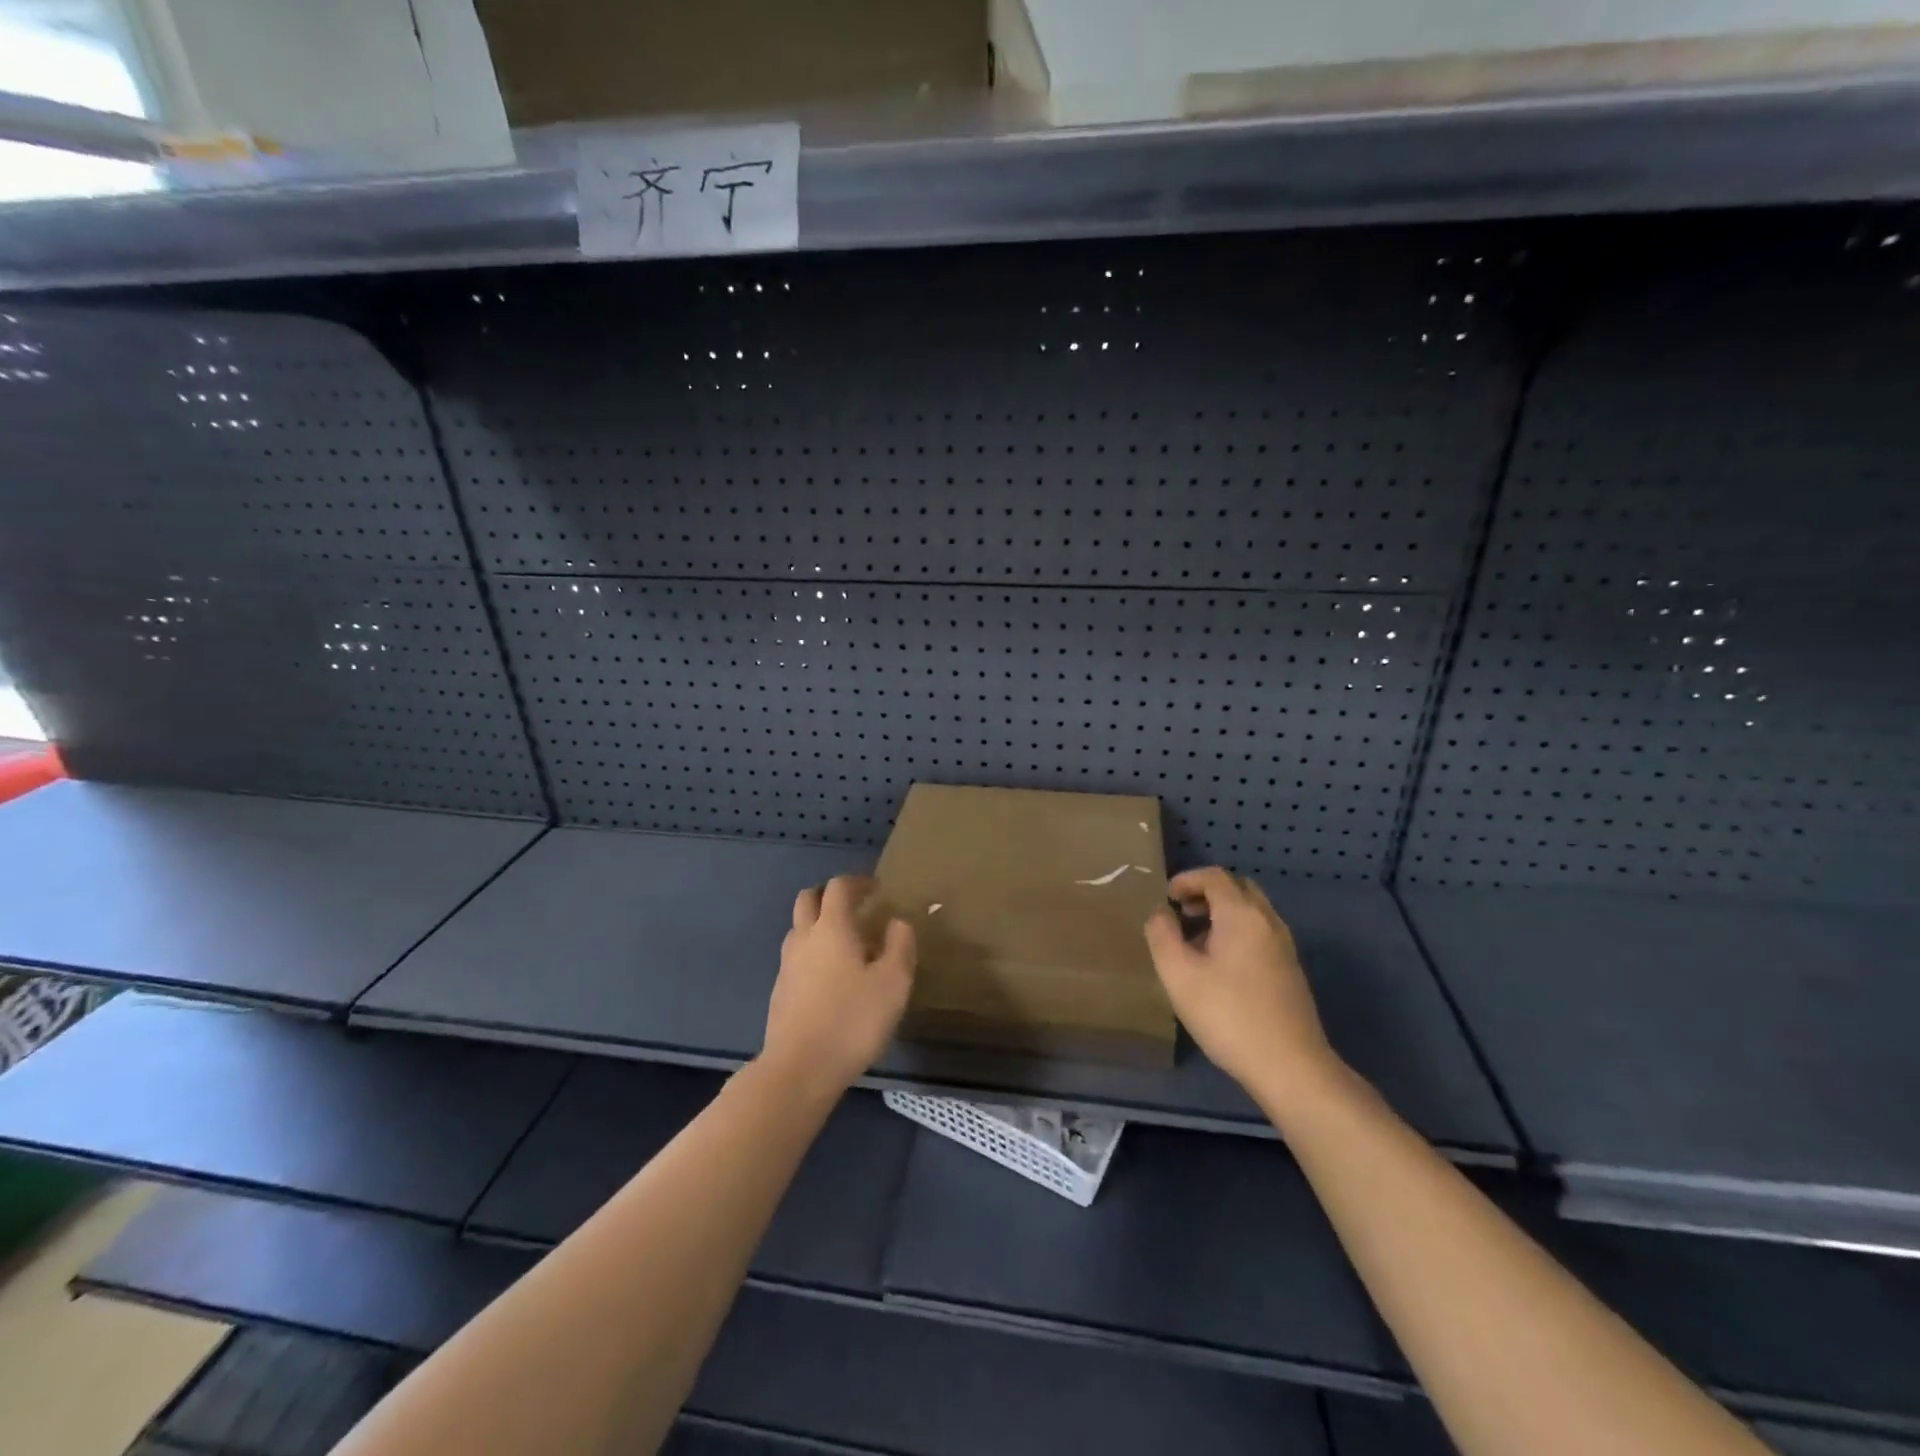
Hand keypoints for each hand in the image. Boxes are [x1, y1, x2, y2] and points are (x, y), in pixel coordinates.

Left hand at [763, 875, 915, 1097]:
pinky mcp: (779, 992)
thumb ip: (900, 946)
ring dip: (819, 925)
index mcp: (832, 927)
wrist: (799, 1070)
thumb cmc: (852, 1020)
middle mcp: (804, 938)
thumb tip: (897, 922)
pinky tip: (831, 978)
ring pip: (799, 929)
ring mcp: (787, 965)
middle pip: (808, 899)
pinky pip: (796, 958)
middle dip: (830, 896)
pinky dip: (813, 953)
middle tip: (854, 907)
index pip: (838, 887)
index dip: (858, 882)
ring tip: (846, 944)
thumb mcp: (893, 983)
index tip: (876, 889)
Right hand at [1144, 868, 1341, 1105]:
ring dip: (1222, 914)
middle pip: (1238, 888)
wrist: (1290, 1066)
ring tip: (1195, 941)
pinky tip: (1219, 966)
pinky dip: (1236, 932)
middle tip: (1182, 913)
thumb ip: (1162, 935)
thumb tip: (1160, 913)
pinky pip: (1260, 933)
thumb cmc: (1228, 1014)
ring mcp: (1284, 946)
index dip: (1187, 880)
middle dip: (1207, 893)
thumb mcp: (1178, 974)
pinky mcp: (1290, 971)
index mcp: (1242, 914)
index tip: (1166, 897)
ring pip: (1251, 912)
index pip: (1214, 876)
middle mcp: (1268, 921)